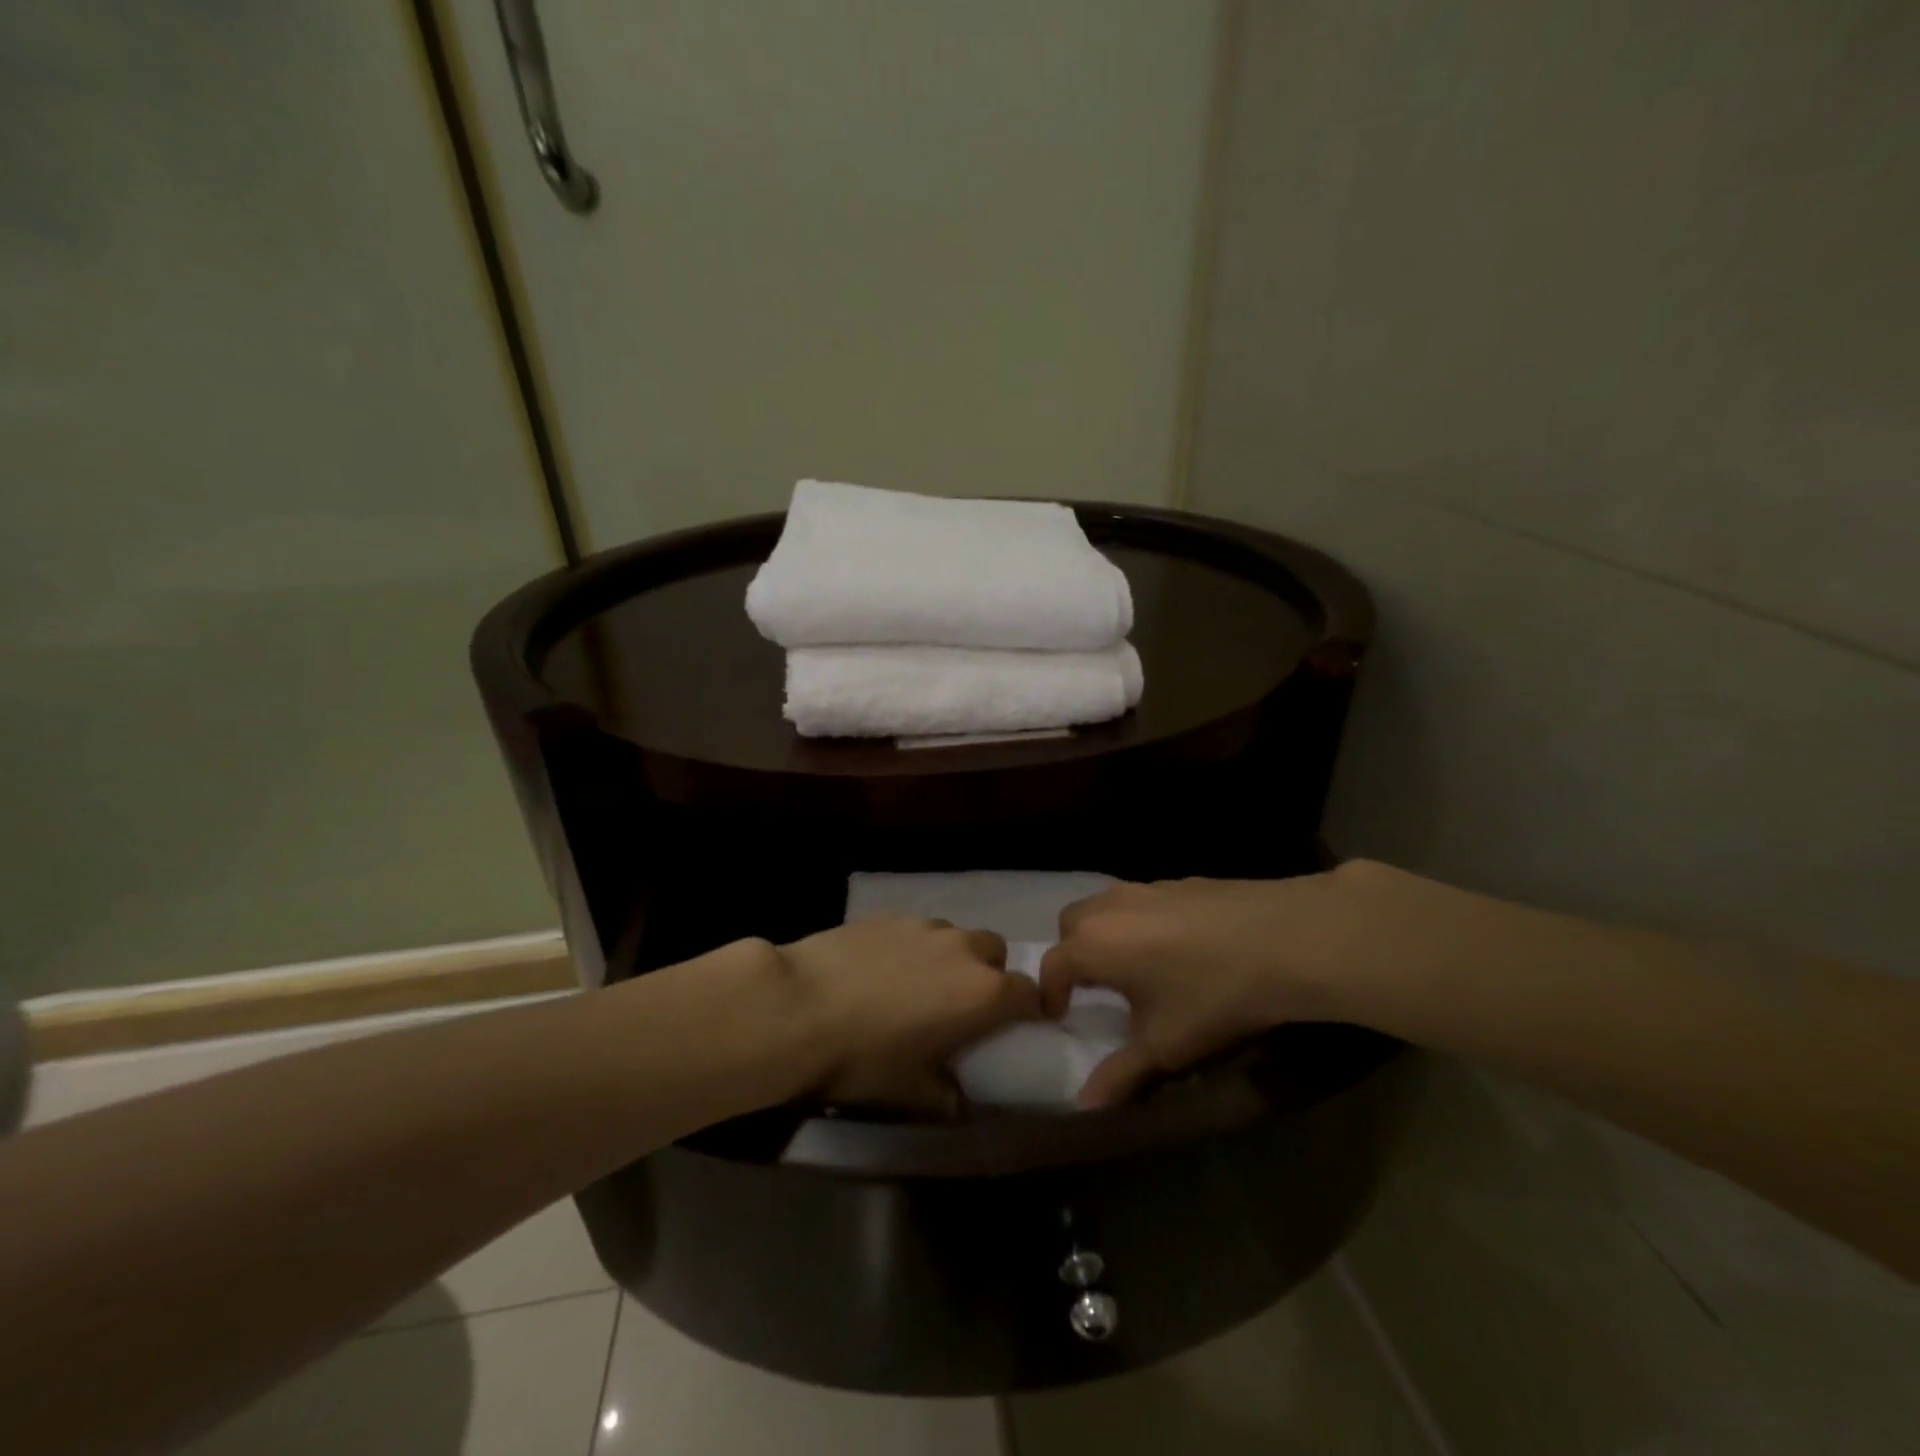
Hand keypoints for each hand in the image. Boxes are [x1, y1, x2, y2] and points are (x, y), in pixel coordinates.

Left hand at [781, 917, 1041, 1113]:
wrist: (797, 1006)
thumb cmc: (862, 1057)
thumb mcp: (910, 1092)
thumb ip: (946, 1095)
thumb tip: (958, 1098)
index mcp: (982, 993)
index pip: (1028, 993)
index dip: (1028, 1010)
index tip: (1016, 1027)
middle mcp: (962, 949)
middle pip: (995, 953)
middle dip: (988, 975)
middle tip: (961, 1006)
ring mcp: (923, 926)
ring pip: (955, 937)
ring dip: (950, 958)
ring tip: (917, 985)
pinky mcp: (888, 915)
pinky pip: (916, 930)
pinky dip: (913, 947)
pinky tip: (881, 969)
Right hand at [1039, 865, 1401, 1107]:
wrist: (1285, 940)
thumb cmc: (1212, 996)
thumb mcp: (1165, 1046)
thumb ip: (1120, 1075)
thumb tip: (1084, 1106)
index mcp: (1094, 944)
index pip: (1052, 966)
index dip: (1050, 994)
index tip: (1060, 1015)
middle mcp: (1110, 907)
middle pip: (1071, 925)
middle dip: (1072, 954)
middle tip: (1094, 987)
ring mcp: (1147, 887)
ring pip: (1105, 906)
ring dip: (1105, 934)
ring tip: (1134, 967)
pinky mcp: (1181, 880)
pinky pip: (1142, 900)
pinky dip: (1140, 922)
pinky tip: (1177, 947)